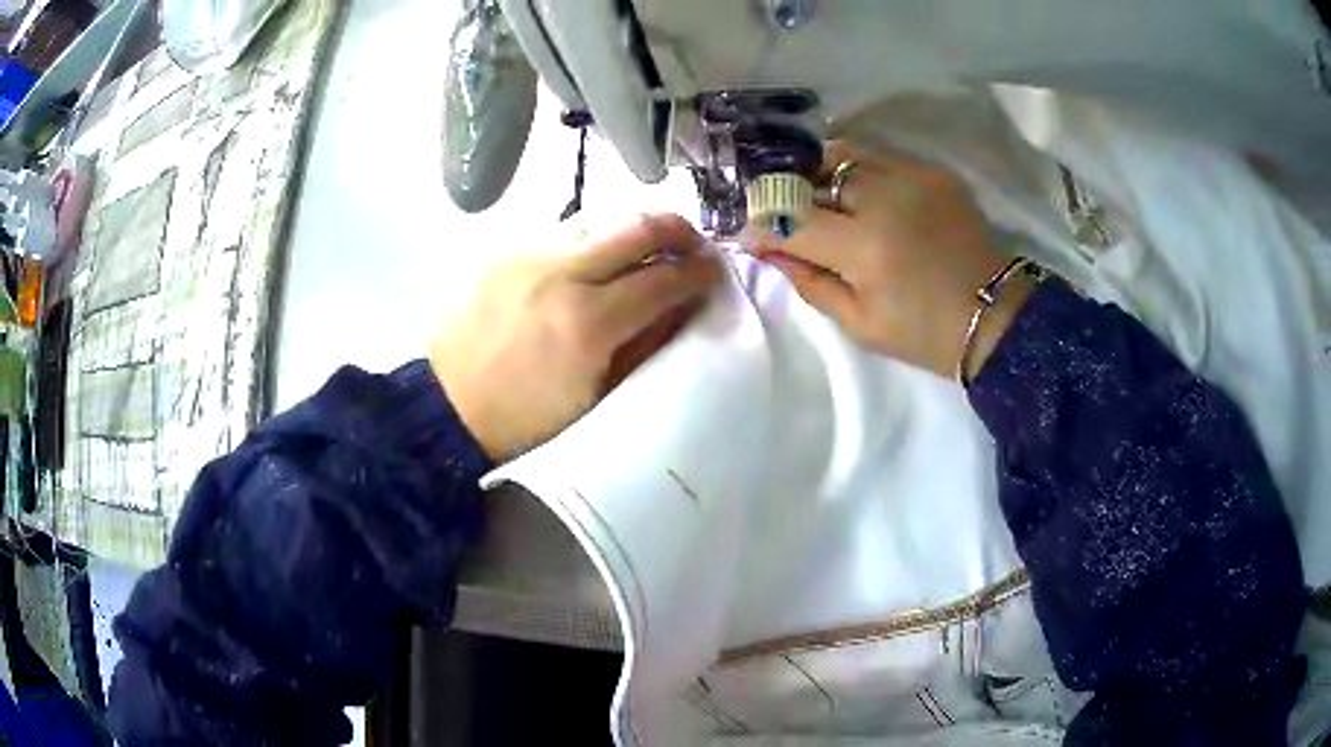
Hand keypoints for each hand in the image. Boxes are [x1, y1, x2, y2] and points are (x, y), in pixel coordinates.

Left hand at [430, 214, 721, 460]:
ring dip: (638, 224)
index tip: (716, 272)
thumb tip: (684, 307)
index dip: (698, 273)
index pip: (662, 279)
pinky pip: (566, 227)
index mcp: (588, 323)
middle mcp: (560, 273)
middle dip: (678, 229)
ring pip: (601, 215)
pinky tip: (602, 254)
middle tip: (695, 243)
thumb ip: (647, 345)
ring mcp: (529, 254)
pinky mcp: (507, 250)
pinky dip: (598, 233)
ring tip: (654, 242)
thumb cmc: (528, 419)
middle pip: (637, 226)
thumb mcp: (599, 398)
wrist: (450, 407)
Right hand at [754, 141, 1033, 379]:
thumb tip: (769, 249)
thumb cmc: (924, 333)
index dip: (762, 225)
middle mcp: (885, 198)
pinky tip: (859, 191)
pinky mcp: (933, 171)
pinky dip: (857, 169)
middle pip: (812, 175)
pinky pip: (879, 155)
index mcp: (865, 247)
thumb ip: (808, 281)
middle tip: (783, 212)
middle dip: (787, 192)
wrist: (993, 314)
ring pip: (843, 152)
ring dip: (820, 172)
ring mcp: (912, 177)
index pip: (791, 220)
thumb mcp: (859, 323)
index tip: (749, 233)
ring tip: (818, 193)